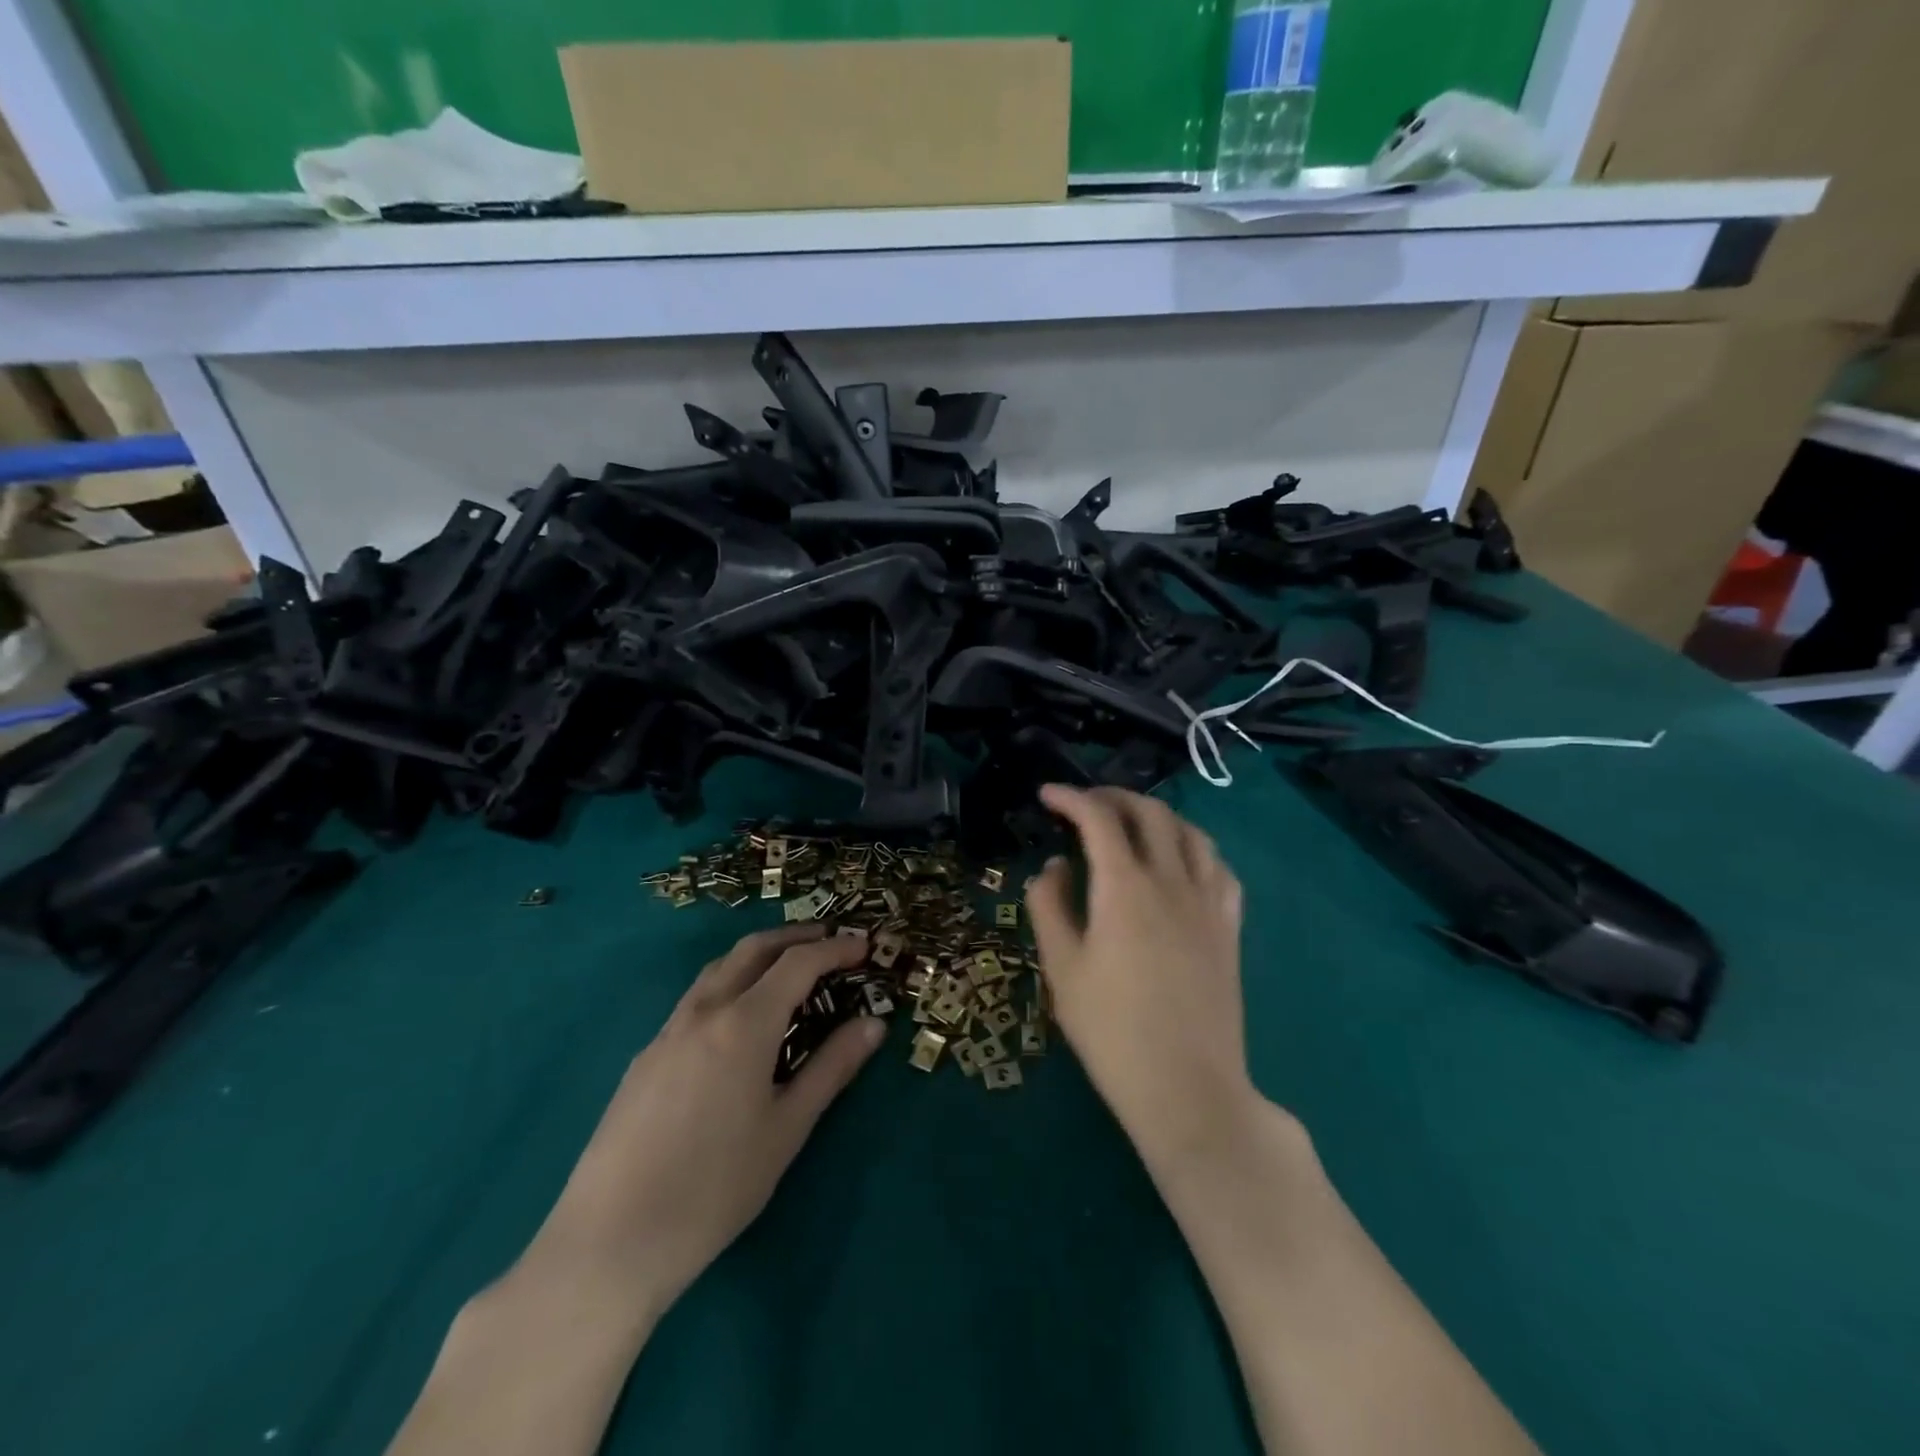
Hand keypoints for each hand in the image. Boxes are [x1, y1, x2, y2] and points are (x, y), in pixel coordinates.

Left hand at [520, 924, 882, 1321]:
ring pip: (718, 969)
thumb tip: (874, 1024)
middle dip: (795, 937)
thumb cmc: (715, 1187)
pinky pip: (695, 999)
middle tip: (830, 940)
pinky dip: (729, 984)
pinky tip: (737, 1021)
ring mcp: (667, 1032)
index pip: (798, 963)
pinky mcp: (645, 1058)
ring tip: (787, 968)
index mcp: (743, 1023)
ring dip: (758, 955)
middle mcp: (704, 1011)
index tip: (864, 946)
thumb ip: (832, 1068)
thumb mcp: (787, 1127)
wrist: (609, 1241)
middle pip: (753, 949)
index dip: (835, 949)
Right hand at [1025, 785, 1257, 1173]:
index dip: (1071, 798)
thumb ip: (1050, 905)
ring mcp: (1208, 902)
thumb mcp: (1062, 969)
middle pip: (1150, 813)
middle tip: (1086, 805)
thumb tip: (1056, 866)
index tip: (1047, 795)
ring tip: (1133, 825)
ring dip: (1158, 816)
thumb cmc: (1112, 1030)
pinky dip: (1195, 848)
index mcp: (1125, 887)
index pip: (1099, 819)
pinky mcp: (1230, 927)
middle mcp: (1172, 880)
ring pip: (1191, 833)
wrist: (1187, 1088)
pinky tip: (1182, 863)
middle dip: (1115, 797)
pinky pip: (1219, 867)